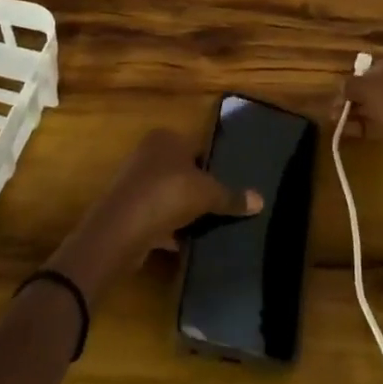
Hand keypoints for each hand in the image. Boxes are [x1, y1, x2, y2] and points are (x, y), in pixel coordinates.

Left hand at [46, 128, 260, 300]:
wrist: (121, 229)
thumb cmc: (168, 194)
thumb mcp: (208, 194)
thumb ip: (232, 197)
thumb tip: (261, 200)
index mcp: (165, 138)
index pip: (195, 147)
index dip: (211, 164)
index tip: (226, 184)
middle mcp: (146, 154)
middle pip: (180, 171)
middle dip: (195, 189)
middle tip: (218, 207)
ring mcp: (133, 183)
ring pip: (166, 196)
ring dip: (180, 211)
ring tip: (204, 227)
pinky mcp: (126, 211)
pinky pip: (153, 218)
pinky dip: (167, 230)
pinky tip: (183, 245)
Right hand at [333, 41, 382, 193]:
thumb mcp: (367, 90)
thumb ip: (352, 84)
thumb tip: (344, 88)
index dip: (363, 75)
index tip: (350, 90)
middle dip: (361, 97)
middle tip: (341, 109)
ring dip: (366, 111)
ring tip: (342, 124)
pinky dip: (380, 122)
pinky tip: (356, 133)